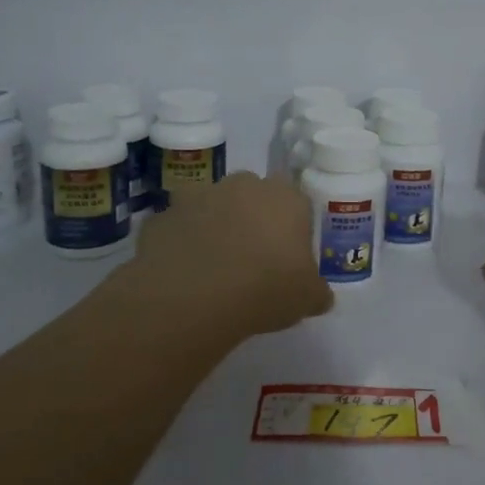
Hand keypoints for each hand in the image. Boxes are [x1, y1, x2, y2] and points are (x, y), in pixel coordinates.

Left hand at [126, 173, 333, 337]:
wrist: (193, 295)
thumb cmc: (265, 288)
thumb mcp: (307, 299)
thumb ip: (317, 292)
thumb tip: (321, 297)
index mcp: (286, 198)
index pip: (297, 203)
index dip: (293, 229)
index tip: (288, 257)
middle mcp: (244, 185)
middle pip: (254, 196)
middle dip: (253, 219)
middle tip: (253, 259)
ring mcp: (199, 196)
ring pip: (213, 206)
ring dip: (215, 226)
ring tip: (215, 267)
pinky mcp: (163, 215)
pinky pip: (178, 227)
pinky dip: (182, 243)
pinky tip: (184, 274)